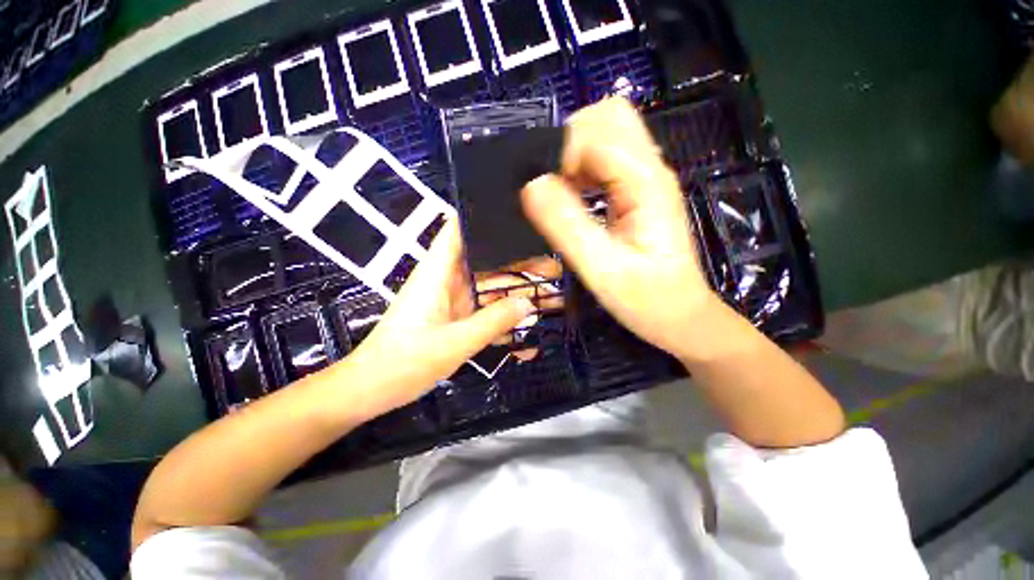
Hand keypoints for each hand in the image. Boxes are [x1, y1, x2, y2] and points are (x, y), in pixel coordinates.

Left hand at [349, 220, 535, 412]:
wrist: (374, 390)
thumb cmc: (406, 362)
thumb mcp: (455, 342)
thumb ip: (493, 321)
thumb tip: (527, 304)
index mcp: (438, 272)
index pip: (459, 230)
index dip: (485, 218)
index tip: (519, 218)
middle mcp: (446, 280)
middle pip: (487, 261)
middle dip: (518, 263)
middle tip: (553, 269)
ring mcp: (452, 300)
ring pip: (490, 288)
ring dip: (516, 294)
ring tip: (551, 297)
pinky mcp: (455, 318)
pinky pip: (485, 312)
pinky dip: (504, 320)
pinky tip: (527, 337)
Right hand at [521, 97, 716, 359]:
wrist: (680, 317)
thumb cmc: (647, 300)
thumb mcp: (602, 269)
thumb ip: (567, 226)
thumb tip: (530, 185)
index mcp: (645, 182)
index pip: (596, 134)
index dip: (562, 155)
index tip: (545, 192)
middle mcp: (649, 169)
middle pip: (608, 117)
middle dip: (570, 141)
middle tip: (553, 185)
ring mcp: (644, 179)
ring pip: (605, 135)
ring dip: (573, 155)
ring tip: (559, 195)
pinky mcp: (636, 193)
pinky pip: (604, 162)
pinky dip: (580, 170)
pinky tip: (572, 200)